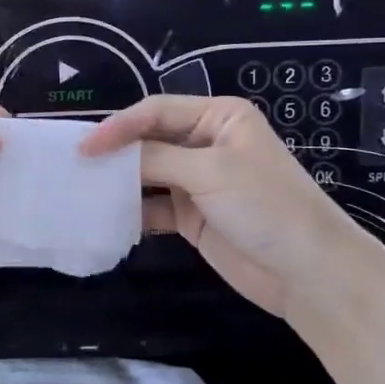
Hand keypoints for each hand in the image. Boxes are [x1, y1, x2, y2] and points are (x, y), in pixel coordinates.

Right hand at [80, 94, 369, 319]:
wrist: (308, 272)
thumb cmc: (266, 205)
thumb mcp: (211, 171)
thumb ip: (156, 159)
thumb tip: (110, 156)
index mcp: (219, 117)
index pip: (157, 111)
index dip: (119, 126)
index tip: (85, 147)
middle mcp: (206, 143)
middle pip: (150, 140)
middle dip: (116, 151)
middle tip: (75, 165)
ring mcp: (199, 181)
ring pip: (148, 173)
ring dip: (120, 181)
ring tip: (83, 188)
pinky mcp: (192, 216)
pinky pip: (153, 206)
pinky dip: (132, 211)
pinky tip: (107, 216)